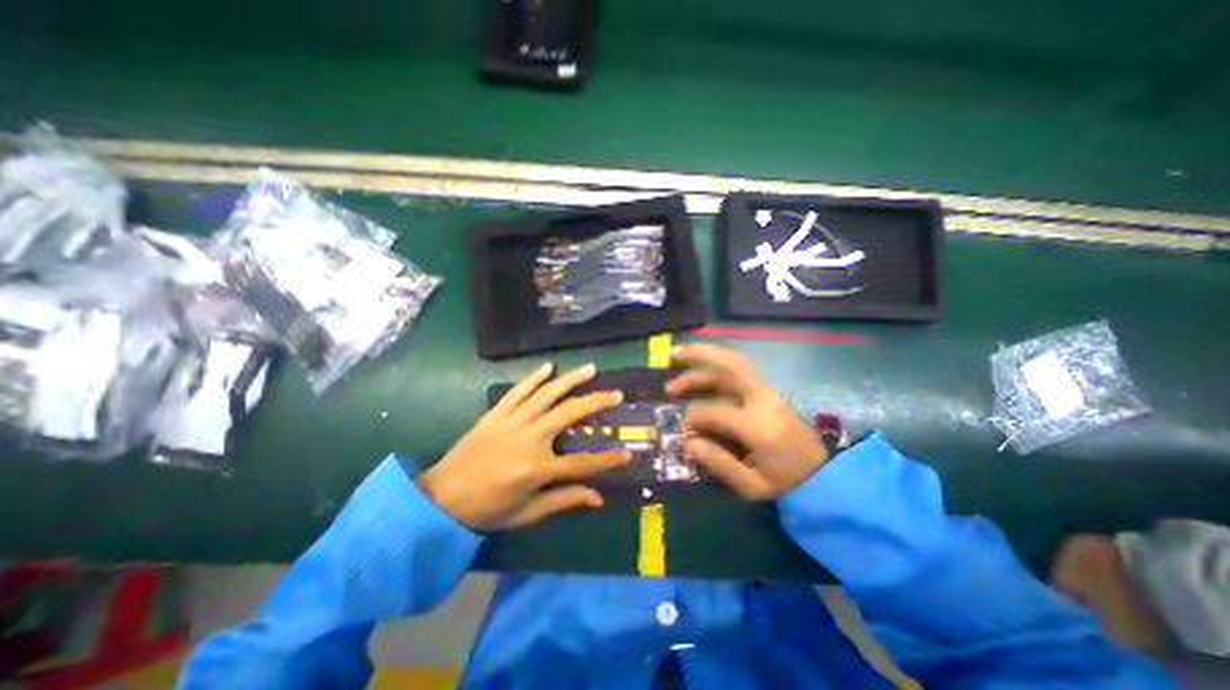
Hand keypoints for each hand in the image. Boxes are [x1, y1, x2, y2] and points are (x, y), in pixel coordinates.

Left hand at [422, 361, 633, 532]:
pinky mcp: (496, 414)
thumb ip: (564, 500)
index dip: (608, 459)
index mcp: (537, 468)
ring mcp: (511, 422)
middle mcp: (529, 439)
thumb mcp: (528, 513)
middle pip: (570, 414)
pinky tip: (548, 366)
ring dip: (570, 379)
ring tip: (590, 368)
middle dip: (597, 402)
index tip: (628, 453)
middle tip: (616, 394)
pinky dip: (534, 377)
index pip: (582, 462)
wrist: (440, 499)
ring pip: (547, 394)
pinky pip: (518, 390)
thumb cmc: (487, 510)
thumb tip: (598, 498)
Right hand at [669, 346, 831, 501]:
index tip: (682, 429)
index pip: (713, 411)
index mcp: (757, 425)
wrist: (822, 474)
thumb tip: (688, 442)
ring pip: (733, 362)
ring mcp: (767, 391)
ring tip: (679, 356)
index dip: (692, 418)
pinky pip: (739, 369)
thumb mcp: (751, 485)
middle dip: (699, 356)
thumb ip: (718, 463)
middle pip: (729, 366)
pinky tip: (702, 366)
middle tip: (673, 355)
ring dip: (705, 357)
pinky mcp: (767, 391)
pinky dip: (717, 363)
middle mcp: (762, 399)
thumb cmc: (785, 482)